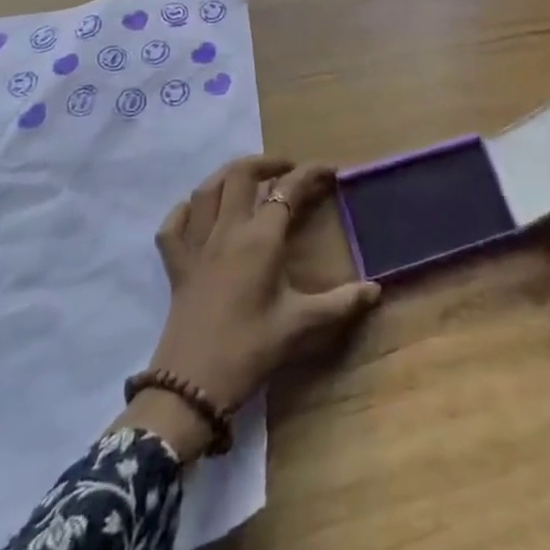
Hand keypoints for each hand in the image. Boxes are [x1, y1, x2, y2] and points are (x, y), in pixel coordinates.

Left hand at [123, 155, 380, 458]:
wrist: (191, 387)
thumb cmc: (250, 349)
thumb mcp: (300, 326)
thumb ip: (340, 304)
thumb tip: (376, 290)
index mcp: (261, 238)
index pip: (288, 189)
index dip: (310, 174)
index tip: (330, 171)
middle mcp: (228, 230)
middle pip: (242, 174)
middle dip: (267, 162)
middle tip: (288, 169)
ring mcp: (197, 245)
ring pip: (206, 190)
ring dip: (228, 175)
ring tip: (247, 177)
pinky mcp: (176, 266)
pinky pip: (173, 226)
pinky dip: (184, 211)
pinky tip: (196, 212)